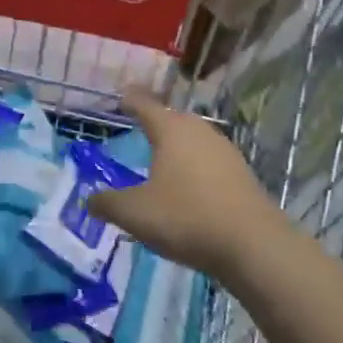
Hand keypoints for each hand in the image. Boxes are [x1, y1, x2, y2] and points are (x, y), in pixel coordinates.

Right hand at [88, 88, 300, 281]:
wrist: (253, 244)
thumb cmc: (186, 217)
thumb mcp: (135, 213)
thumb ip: (108, 203)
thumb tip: (89, 199)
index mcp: (171, 131)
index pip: (145, 106)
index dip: (131, 101)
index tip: (122, 97)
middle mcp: (199, 132)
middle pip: (174, 119)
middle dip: (157, 122)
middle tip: (141, 128)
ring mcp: (226, 152)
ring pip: (195, 139)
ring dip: (179, 145)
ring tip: (164, 158)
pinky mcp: (242, 175)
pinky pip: (210, 161)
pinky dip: (196, 166)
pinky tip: (190, 185)